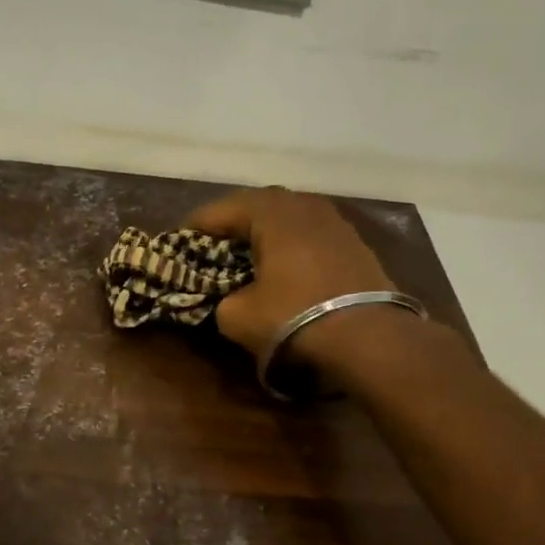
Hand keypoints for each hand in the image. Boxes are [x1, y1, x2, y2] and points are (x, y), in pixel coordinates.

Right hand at [187, 187, 399, 370]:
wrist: (368, 338)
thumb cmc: (293, 318)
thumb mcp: (237, 316)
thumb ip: (222, 300)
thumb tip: (229, 298)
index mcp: (271, 213)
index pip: (221, 209)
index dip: (195, 226)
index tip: (177, 242)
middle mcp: (304, 206)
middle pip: (258, 206)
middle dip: (232, 223)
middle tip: (213, 244)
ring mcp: (335, 223)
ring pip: (289, 218)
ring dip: (265, 232)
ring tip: (248, 254)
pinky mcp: (355, 245)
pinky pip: (311, 236)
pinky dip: (291, 246)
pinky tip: (285, 267)